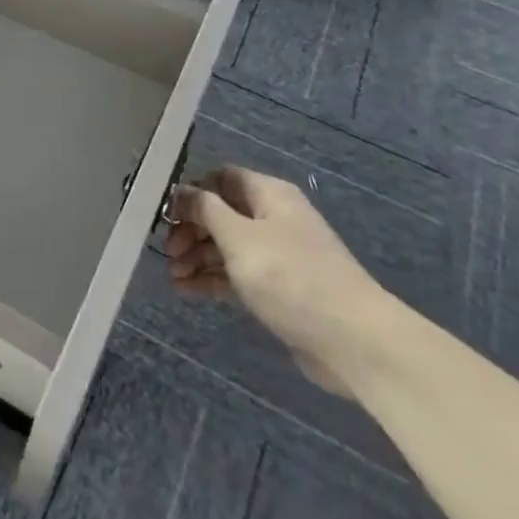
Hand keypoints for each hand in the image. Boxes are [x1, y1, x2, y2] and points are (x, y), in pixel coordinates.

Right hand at [167, 168, 390, 396]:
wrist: (352, 340)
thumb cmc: (290, 277)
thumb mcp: (239, 237)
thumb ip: (205, 210)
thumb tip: (182, 191)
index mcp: (269, 195)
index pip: (222, 178)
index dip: (192, 191)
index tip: (166, 214)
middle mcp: (273, 219)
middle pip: (222, 213)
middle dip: (191, 229)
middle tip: (168, 252)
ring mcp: (278, 255)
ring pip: (228, 247)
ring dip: (198, 258)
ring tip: (173, 277)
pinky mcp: (279, 289)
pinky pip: (237, 275)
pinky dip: (212, 279)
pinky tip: (186, 291)